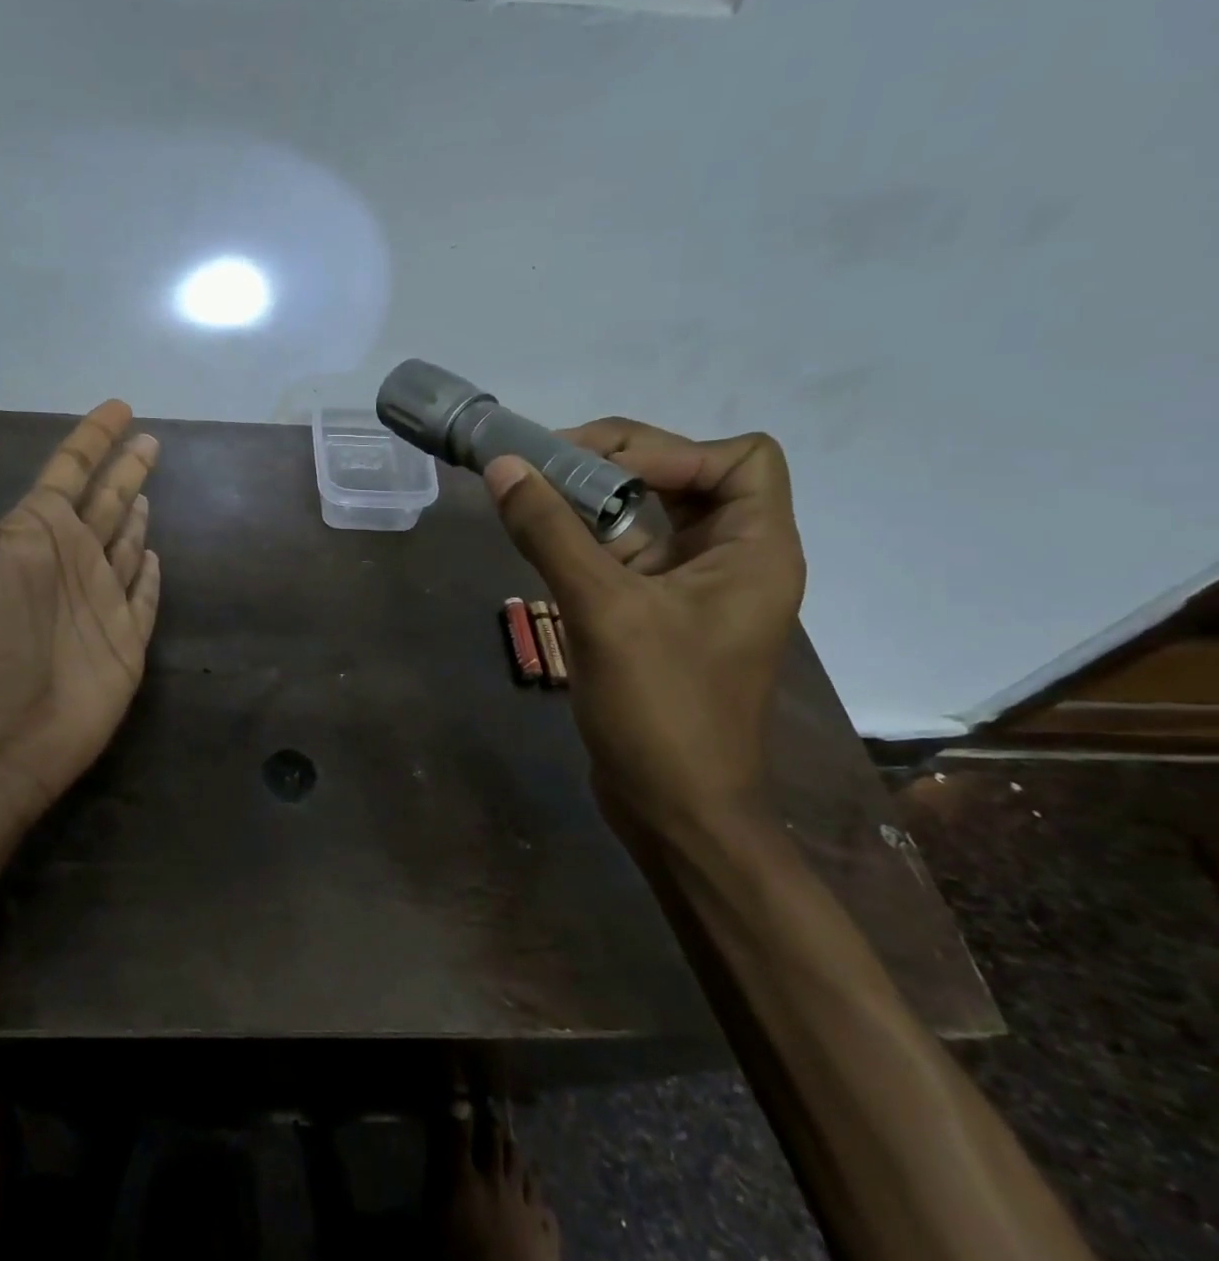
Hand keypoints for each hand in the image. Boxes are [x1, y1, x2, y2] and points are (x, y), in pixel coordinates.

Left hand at [0, 360, 161, 828]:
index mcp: (32, 530)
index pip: (70, 468)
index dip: (93, 436)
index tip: (120, 407)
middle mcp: (68, 560)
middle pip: (105, 502)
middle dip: (126, 470)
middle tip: (151, 441)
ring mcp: (98, 603)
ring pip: (126, 546)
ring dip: (137, 517)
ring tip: (151, 492)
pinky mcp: (124, 644)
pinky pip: (144, 597)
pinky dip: (150, 576)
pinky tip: (158, 558)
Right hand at [485, 419, 804, 839]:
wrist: (674, 810)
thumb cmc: (660, 710)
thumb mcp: (604, 611)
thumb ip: (552, 533)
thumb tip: (505, 465)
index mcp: (756, 550)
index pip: (737, 459)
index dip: (670, 450)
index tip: (594, 467)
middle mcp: (733, 559)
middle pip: (688, 477)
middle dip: (618, 463)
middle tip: (543, 465)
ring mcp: (692, 588)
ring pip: (649, 515)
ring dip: (593, 499)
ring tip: (531, 493)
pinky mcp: (656, 613)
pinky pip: (623, 553)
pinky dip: (584, 538)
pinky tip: (540, 539)